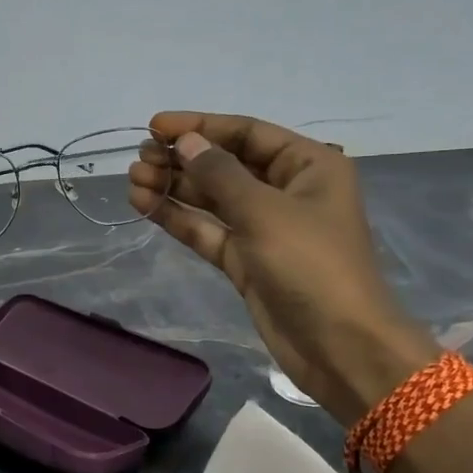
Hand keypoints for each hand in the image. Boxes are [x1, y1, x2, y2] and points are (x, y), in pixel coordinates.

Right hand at [129, 112, 438, 425]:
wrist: (339, 346)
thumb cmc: (311, 266)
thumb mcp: (265, 211)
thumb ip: (220, 174)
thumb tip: (185, 142)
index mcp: (308, 165)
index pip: (247, 133)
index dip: (200, 127)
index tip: (154, 126)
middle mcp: (286, 191)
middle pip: (226, 164)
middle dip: (182, 159)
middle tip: (139, 158)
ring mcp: (264, 228)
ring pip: (212, 199)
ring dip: (175, 187)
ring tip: (133, 178)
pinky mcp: (246, 261)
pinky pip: (208, 230)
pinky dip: (179, 218)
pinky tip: (145, 204)